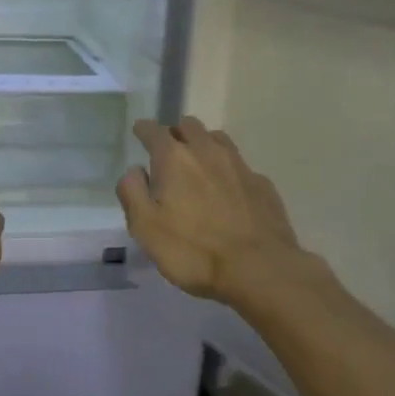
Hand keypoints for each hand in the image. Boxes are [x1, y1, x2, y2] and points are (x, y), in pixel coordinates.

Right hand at [118, 116, 307, 305]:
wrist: (259, 269)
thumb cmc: (194, 250)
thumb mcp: (146, 228)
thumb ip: (133, 193)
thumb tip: (134, 171)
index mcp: (174, 159)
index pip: (154, 131)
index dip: (144, 129)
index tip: (140, 131)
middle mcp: (207, 152)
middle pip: (189, 126)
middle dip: (176, 132)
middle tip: (168, 148)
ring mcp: (239, 165)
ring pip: (217, 138)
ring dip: (203, 143)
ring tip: (198, 160)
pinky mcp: (262, 183)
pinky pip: (239, 164)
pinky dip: (228, 168)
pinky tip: (228, 187)